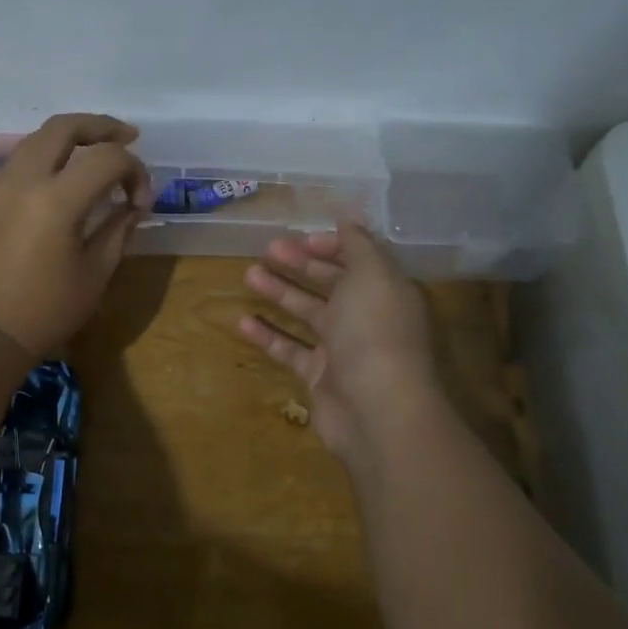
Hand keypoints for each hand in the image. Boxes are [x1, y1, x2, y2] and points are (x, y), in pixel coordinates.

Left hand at [0, 114, 149, 356]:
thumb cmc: (41, 312)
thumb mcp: (93, 276)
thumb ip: (116, 233)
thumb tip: (131, 208)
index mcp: (57, 198)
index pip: (107, 158)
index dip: (135, 172)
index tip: (141, 203)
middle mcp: (25, 180)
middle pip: (64, 126)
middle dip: (101, 126)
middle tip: (127, 137)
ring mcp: (0, 188)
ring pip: (37, 139)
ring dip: (72, 137)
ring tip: (97, 151)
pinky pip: (22, 161)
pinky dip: (50, 156)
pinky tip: (66, 179)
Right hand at [238, 218, 439, 462]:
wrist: (376, 409)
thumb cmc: (374, 331)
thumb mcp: (371, 274)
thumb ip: (358, 245)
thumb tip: (350, 218)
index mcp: (385, 290)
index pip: (360, 260)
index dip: (332, 246)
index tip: (302, 240)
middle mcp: (366, 317)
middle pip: (330, 284)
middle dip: (300, 264)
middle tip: (266, 250)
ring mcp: (343, 349)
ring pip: (307, 314)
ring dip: (279, 293)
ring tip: (248, 275)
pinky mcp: (320, 377)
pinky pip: (290, 350)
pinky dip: (268, 335)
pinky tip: (241, 321)